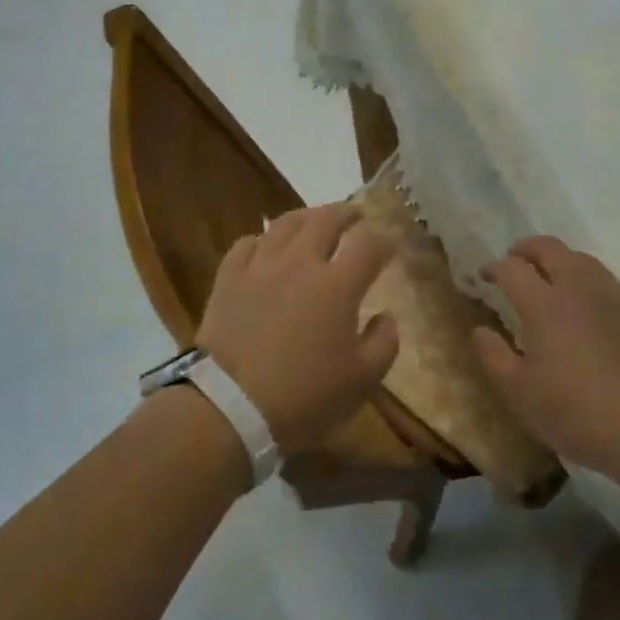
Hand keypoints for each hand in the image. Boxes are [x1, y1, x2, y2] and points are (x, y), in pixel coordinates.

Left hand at [196, 204, 399, 455]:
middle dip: (347, 213)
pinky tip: (267, 246)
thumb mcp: (361, 381)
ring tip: (315, 220)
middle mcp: (299, 263)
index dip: (385, 239)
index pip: (369, 244)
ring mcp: (260, 267)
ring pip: (285, 224)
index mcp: (337, 285)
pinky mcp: (228, 278)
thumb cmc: (304, 397)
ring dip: (307, 216)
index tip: (392, 243)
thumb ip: (383, 343)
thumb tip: (386, 316)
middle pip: (326, 220)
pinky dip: (263, 238)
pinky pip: (247, 244)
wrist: (230, 407)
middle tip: (357, 215)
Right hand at [472, 237, 619, 473]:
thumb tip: (481, 330)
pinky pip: (608, 280)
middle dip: (527, 248)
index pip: (511, 268)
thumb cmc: (576, 412)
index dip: (493, 267)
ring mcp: (614, 295)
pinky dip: (589, 280)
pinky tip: (589, 304)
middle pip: (550, 248)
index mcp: (543, 304)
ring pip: (582, 259)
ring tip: (551, 278)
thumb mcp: (519, 393)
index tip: (484, 276)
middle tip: (515, 259)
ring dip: (560, 260)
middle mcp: (578, 288)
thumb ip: (494, 356)